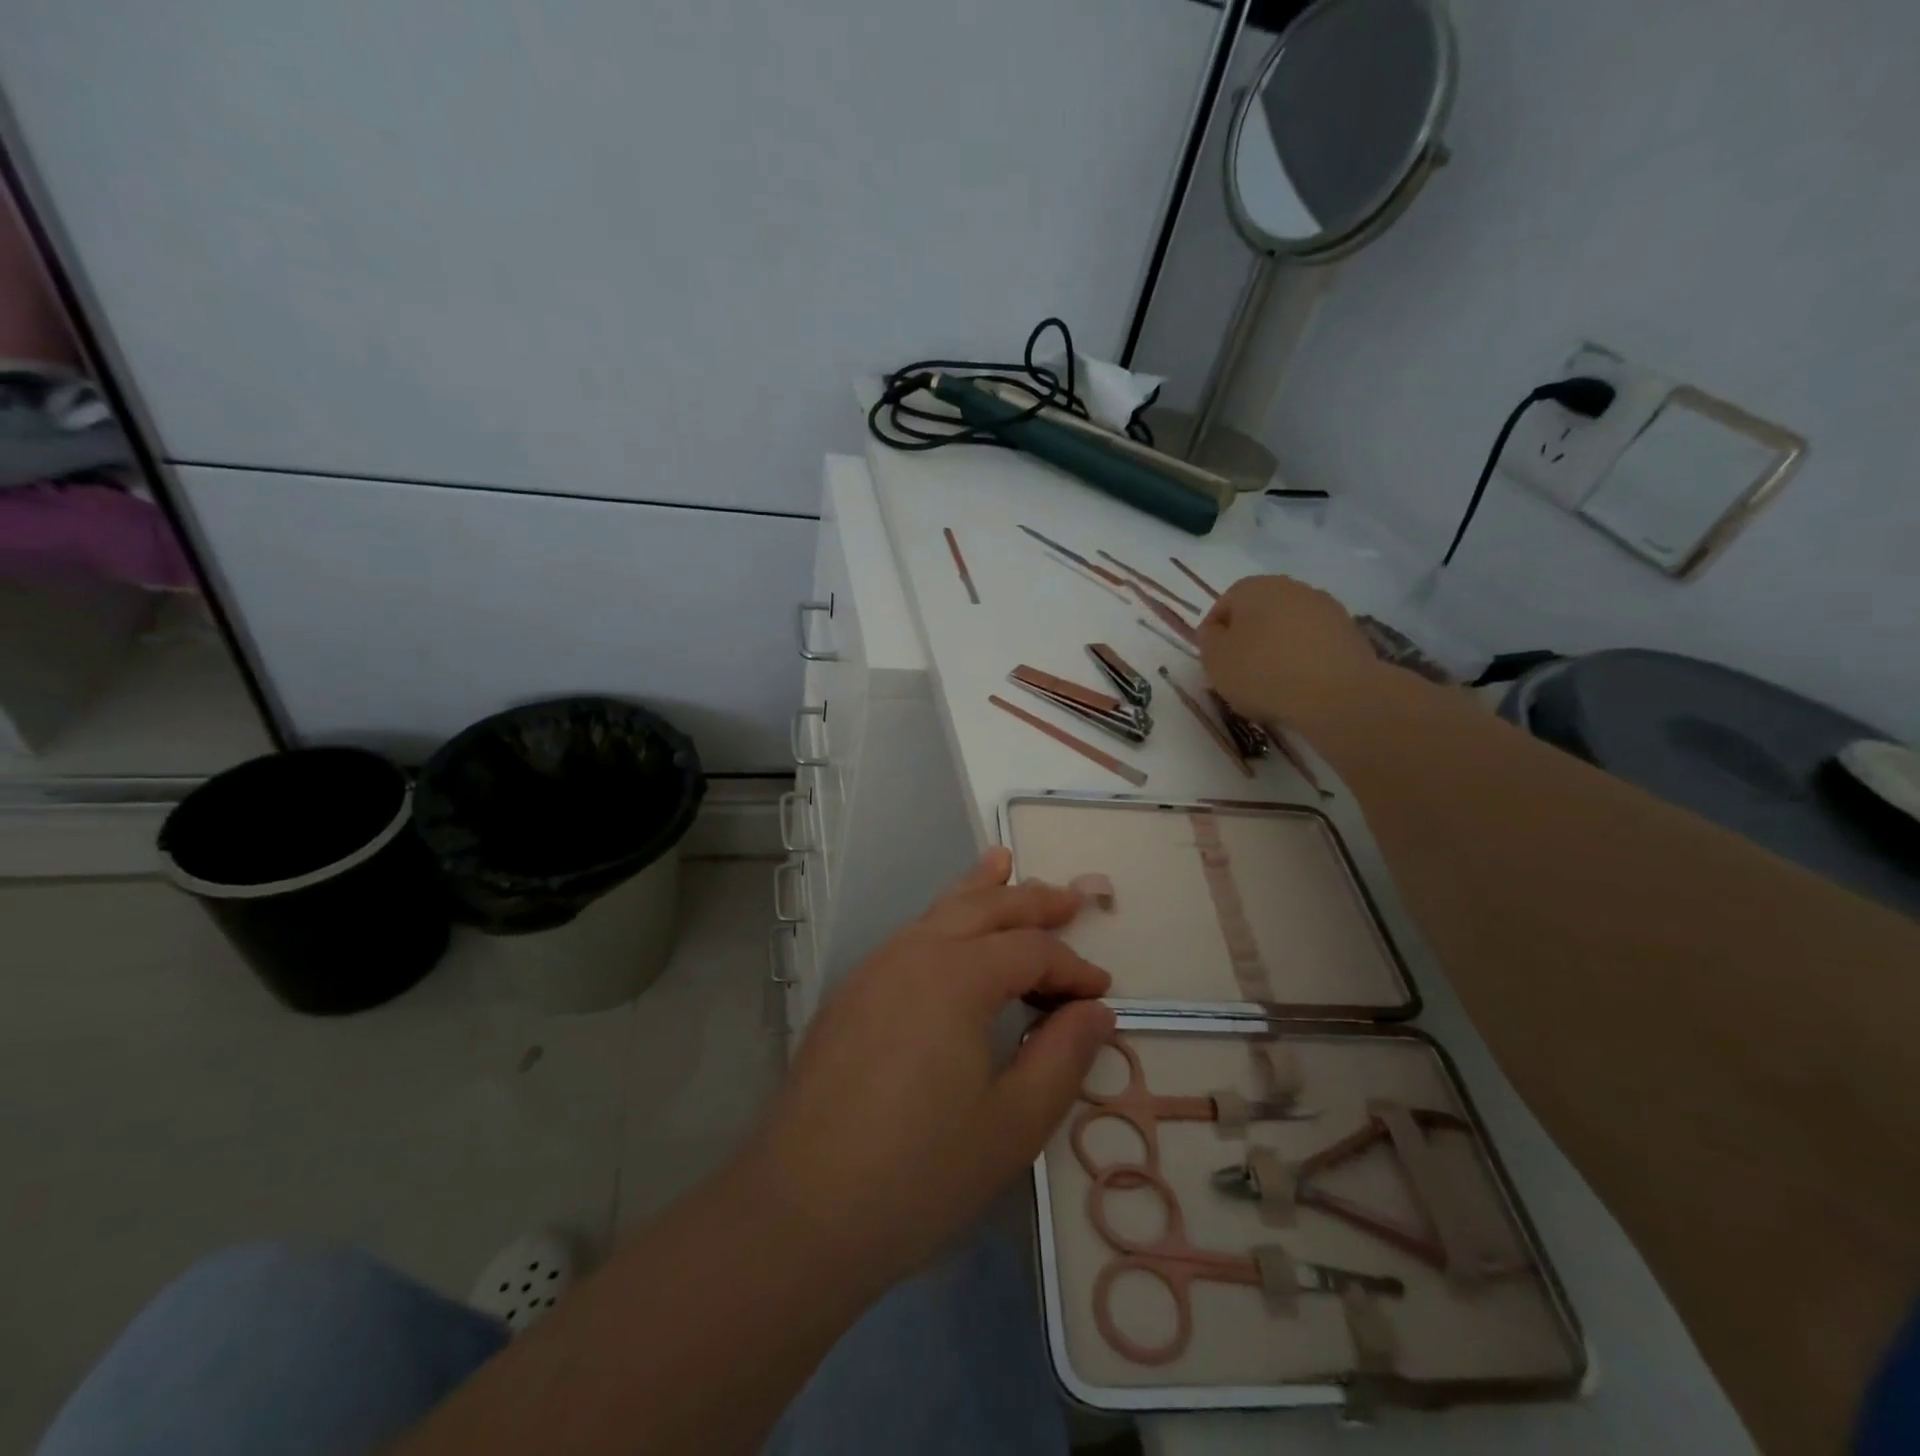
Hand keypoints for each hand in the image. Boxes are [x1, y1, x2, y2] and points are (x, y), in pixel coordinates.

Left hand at [748, 848, 1113, 1287]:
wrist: (800, 1211)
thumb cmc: (919, 1172)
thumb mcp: (1013, 1123)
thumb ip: (1063, 1057)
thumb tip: (1096, 1010)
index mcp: (957, 975)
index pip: (1031, 950)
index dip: (1073, 967)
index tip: (1102, 992)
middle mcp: (913, 953)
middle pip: (983, 908)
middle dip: (1031, 900)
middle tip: (1070, 897)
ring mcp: (873, 970)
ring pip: (938, 912)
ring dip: (979, 892)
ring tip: (1002, 863)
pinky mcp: (850, 996)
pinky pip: (909, 938)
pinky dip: (941, 920)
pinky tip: (947, 931)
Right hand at [1198, 574, 1382, 726]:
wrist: (1336, 694)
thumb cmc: (1262, 672)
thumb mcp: (1215, 660)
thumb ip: (1208, 640)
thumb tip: (1215, 631)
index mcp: (1253, 588)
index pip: (1223, 606)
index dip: (1214, 636)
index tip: (1214, 663)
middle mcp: (1290, 587)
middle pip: (1258, 613)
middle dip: (1247, 639)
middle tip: (1240, 672)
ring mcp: (1324, 607)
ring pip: (1288, 627)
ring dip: (1277, 647)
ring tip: (1272, 682)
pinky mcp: (1349, 631)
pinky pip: (1313, 642)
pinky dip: (1303, 657)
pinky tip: (1300, 684)